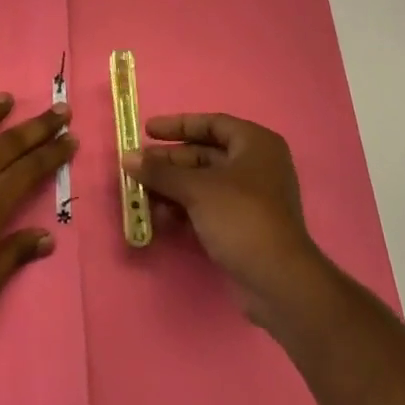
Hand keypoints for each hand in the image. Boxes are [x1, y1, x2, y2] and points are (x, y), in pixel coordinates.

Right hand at [136, 113, 333, 325]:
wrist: (277, 280)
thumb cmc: (241, 217)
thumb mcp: (197, 189)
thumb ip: (161, 172)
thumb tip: (127, 157)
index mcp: (255, 144)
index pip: (212, 124)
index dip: (178, 125)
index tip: (147, 131)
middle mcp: (255, 165)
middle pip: (204, 154)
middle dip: (169, 162)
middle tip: (136, 167)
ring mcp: (250, 198)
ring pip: (202, 183)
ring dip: (171, 187)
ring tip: (139, 194)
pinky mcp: (242, 226)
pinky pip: (206, 207)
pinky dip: (183, 208)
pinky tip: (157, 216)